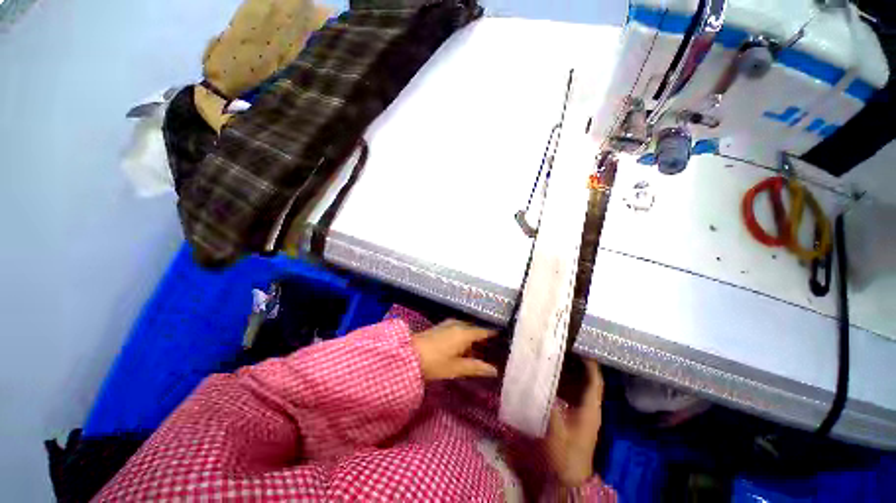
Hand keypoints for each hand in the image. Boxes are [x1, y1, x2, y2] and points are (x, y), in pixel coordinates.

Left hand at [412, 319, 498, 380]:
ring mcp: (448, 324)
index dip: (493, 333)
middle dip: (483, 335)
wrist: (408, 355)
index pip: (484, 331)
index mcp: (464, 333)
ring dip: (472, 335)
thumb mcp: (456, 368)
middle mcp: (458, 324)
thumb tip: (494, 370)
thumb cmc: (434, 362)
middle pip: (474, 328)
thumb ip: (475, 367)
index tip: (503, 337)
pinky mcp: (440, 327)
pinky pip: (457, 328)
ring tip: (479, 347)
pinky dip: (463, 334)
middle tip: (493, 345)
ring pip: (465, 327)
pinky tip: (462, 344)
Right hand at [545, 359, 604, 487]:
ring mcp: (586, 413)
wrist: (571, 477)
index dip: (591, 365)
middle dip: (580, 364)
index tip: (580, 348)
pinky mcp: (579, 417)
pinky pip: (576, 394)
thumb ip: (547, 405)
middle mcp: (591, 409)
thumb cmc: (565, 454)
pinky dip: (568, 384)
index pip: (595, 382)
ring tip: (558, 358)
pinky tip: (554, 378)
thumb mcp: (555, 429)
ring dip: (573, 373)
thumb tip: (537, 383)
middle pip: (590, 381)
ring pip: (582, 387)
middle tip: (564, 349)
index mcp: (590, 410)